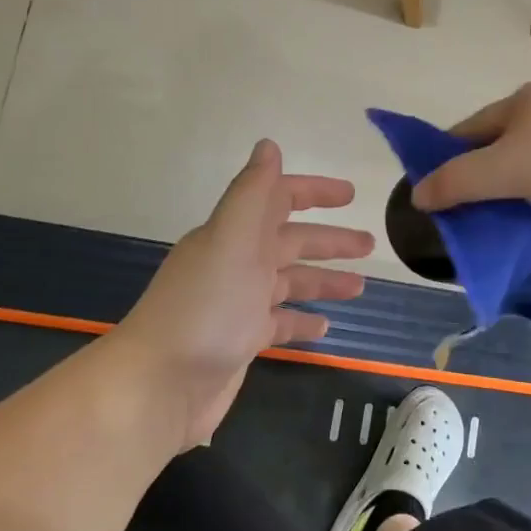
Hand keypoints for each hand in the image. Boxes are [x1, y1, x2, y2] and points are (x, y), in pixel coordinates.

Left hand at [117, 140, 372, 449]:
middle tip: (370, 244)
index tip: (350, 195)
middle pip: (290, 242)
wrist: (160, 385)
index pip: (278, 200)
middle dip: (329, 240)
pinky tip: (326, 326)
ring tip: (359, 287)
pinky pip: (280, 323)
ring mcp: (239, 303)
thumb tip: (269, 145)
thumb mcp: (232, 241)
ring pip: (290, 282)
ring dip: (323, 280)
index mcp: (235, 235)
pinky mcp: (241, 340)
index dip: (313, 192)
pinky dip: (303, 320)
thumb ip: (253, 193)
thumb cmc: (205, 308)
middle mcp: (237, 262)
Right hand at [411, 80, 530, 214]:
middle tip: (484, 202)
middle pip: (508, 133)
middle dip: (492, 162)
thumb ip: (461, 181)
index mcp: (521, 102)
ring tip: (528, 202)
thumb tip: (418, 193)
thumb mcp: (509, 170)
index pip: (468, 128)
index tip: (438, 187)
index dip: (448, 155)